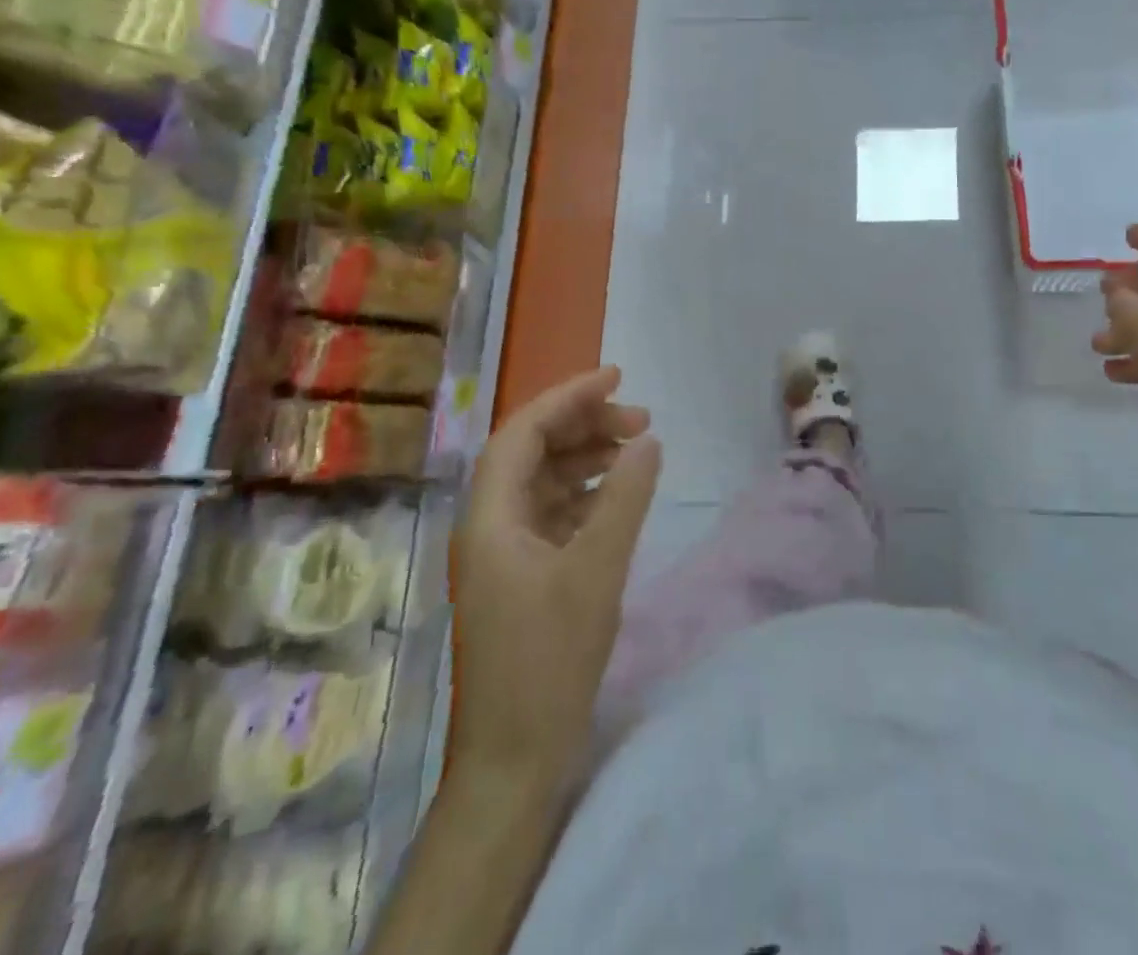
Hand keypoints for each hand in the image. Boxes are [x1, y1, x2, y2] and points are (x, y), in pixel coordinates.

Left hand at [450, 365, 660, 776]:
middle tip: (641, 419)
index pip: (523, 432)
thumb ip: (625, 498)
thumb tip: (648, 441)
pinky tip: (619, 493)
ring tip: (637, 449)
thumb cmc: (548, 662)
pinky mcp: (522, 575)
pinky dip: (587, 492)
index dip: (568, 397)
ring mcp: (504, 552)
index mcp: (490, 517)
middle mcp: (489, 525)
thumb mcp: (597, 572)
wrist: (514, 760)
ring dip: (588, 457)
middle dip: (584, 424)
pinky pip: (554, 512)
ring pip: (544, 480)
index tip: (618, 377)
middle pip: (532, 451)